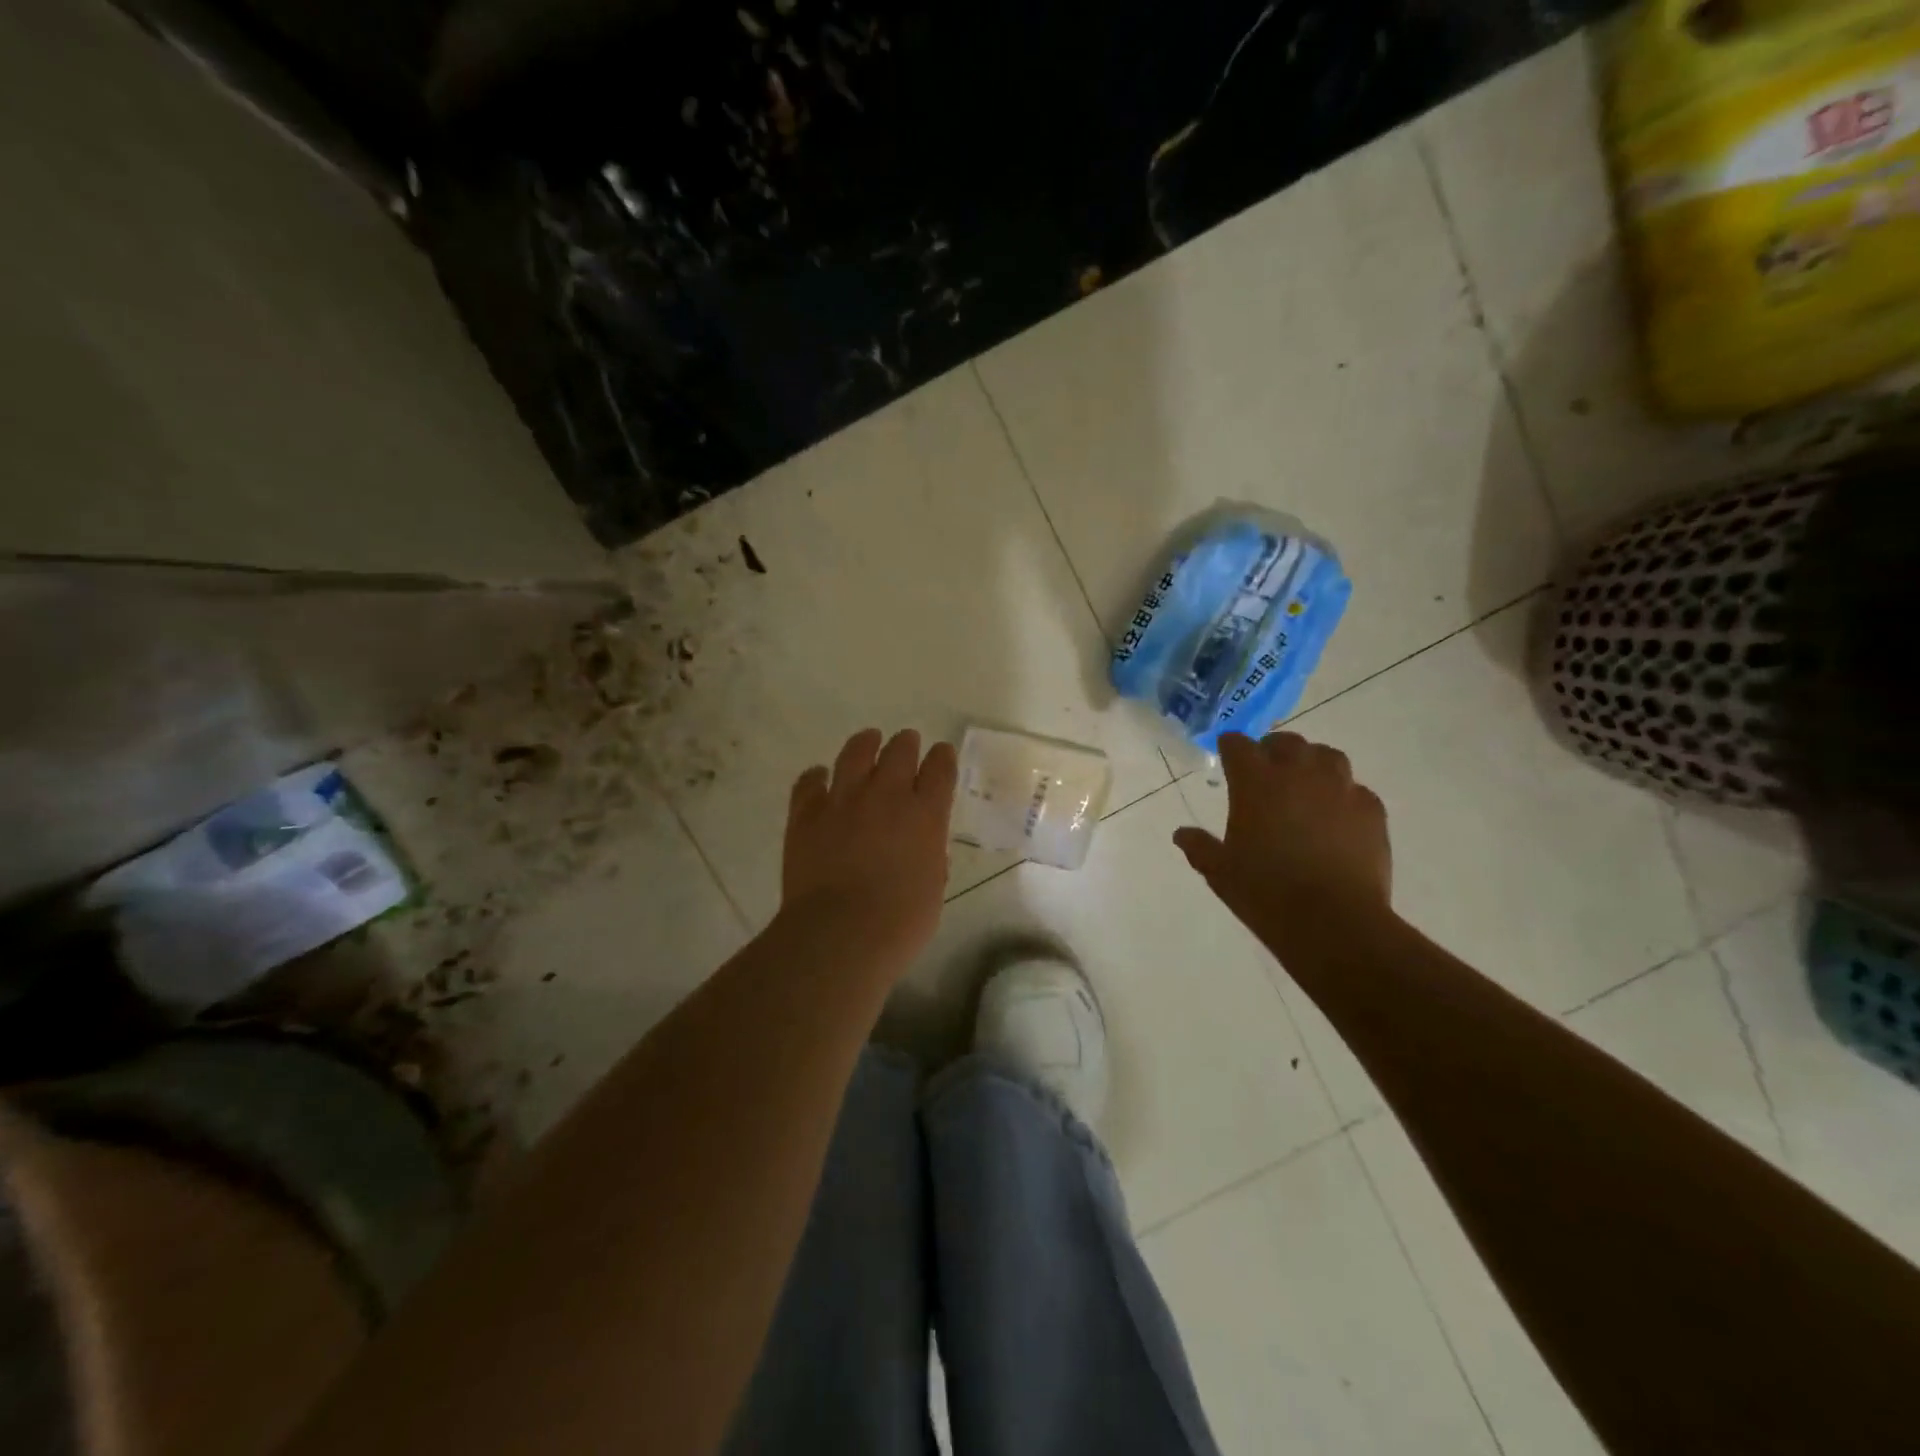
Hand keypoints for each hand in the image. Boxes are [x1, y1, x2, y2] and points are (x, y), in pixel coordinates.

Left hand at [780, 728, 958, 976]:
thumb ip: (929, 858)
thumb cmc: (899, 924)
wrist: (840, 934)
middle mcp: (886, 795)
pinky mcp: (807, 814)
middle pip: (900, 751)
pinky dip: (816, 776)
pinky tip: (818, 776)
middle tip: (907, 742)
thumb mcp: (932, 889)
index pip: (940, 769)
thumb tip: (923, 848)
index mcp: (925, 815)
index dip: (943, 757)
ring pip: (855, 753)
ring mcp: (843, 800)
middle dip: (906, 744)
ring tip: (868, 739)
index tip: (941, 754)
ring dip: (865, 743)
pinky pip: (810, 782)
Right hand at [1172, 731, 1392, 956]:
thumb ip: (1200, 847)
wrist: (1333, 921)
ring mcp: (1340, 789)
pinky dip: (1343, 795)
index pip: (1238, 744)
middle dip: (1273, 750)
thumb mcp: (1220, 872)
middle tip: (1266, 771)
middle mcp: (1298, 774)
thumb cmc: (1265, 893)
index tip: (1227, 757)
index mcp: (1255, 783)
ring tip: (1306, 786)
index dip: (1231, 748)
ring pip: (1327, 756)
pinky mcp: (1371, 810)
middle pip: (1286, 742)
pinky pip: (1356, 789)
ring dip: (1312, 764)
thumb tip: (1182, 834)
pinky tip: (1337, 818)